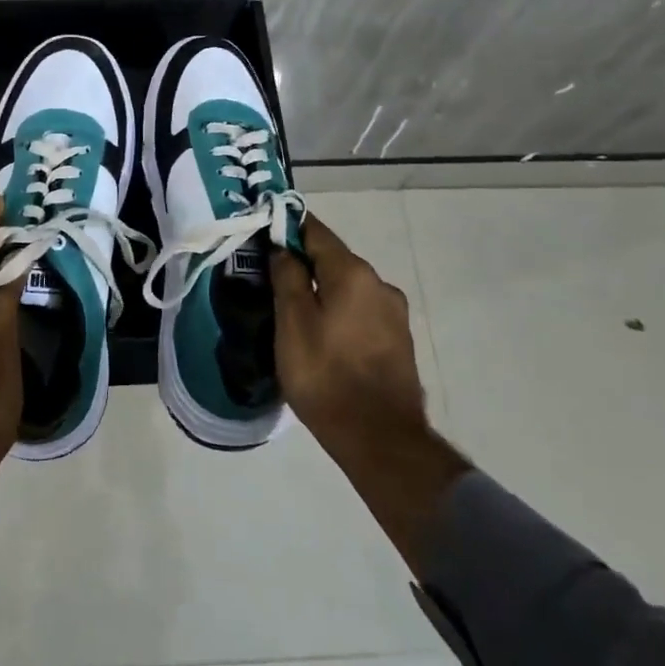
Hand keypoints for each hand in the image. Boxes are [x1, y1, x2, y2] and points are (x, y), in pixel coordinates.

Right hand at [272, 214, 469, 566]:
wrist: (380, 439)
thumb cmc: (326, 375)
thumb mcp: (292, 323)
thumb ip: (287, 276)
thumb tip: (283, 245)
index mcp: (353, 272)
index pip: (316, 231)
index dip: (289, 226)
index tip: (265, 229)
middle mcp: (380, 284)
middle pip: (335, 259)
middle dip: (305, 262)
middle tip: (272, 277)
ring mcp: (394, 314)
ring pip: (349, 288)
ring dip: (324, 290)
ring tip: (295, 312)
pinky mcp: (399, 341)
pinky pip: (361, 312)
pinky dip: (340, 312)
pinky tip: (324, 336)